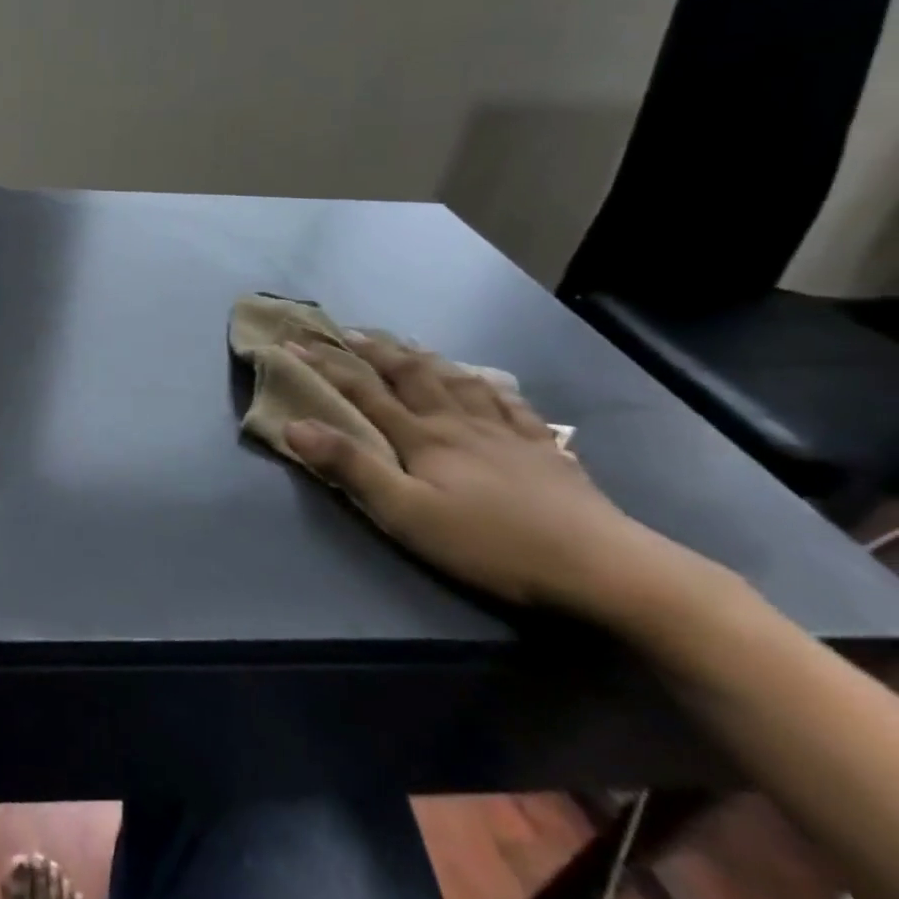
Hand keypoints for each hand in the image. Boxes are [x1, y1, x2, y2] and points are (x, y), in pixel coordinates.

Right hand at [282, 336, 670, 616]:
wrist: (603, 568)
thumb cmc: (492, 544)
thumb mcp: (407, 514)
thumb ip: (351, 467)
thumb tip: (294, 424)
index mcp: (422, 437)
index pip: (364, 391)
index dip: (326, 364)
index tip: (294, 343)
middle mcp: (459, 423)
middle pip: (411, 375)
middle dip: (375, 350)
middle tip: (351, 331)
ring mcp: (506, 433)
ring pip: (458, 381)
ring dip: (427, 358)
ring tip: (410, 345)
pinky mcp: (545, 451)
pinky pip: (512, 405)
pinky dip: (490, 386)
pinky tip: (488, 382)